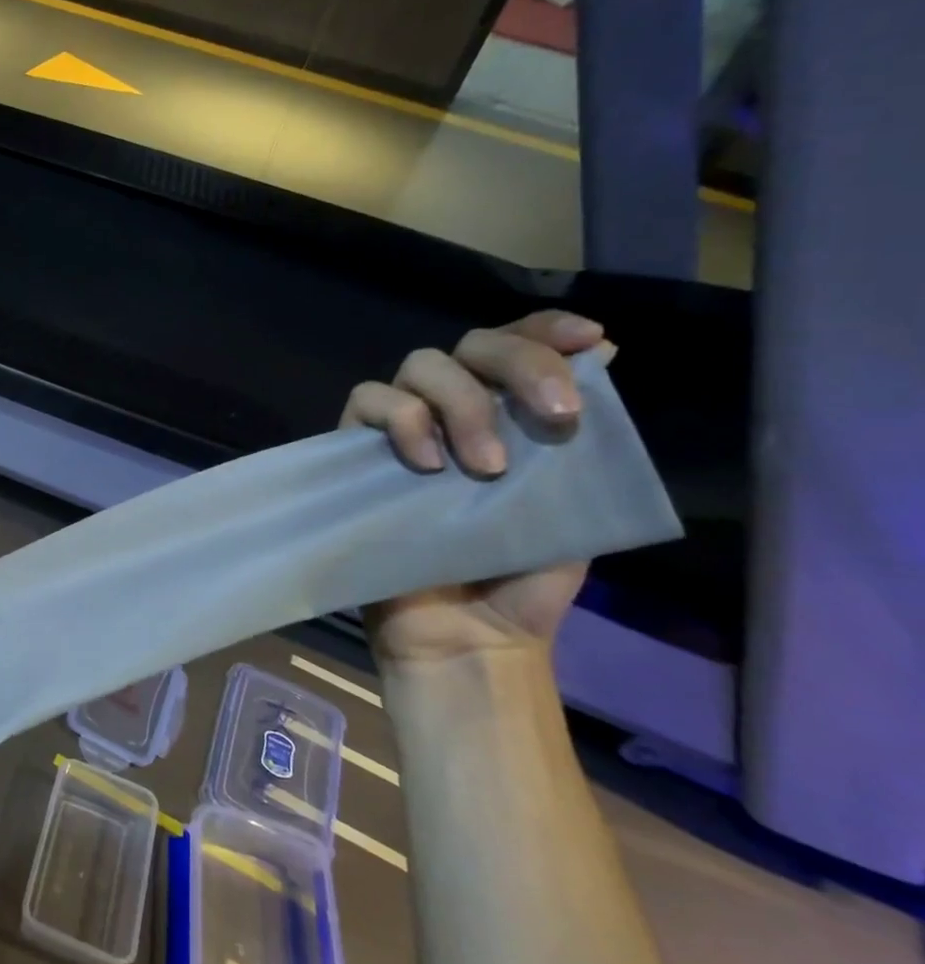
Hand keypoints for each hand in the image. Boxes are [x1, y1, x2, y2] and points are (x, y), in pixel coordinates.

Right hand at [341, 311, 612, 663]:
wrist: (465, 633)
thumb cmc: (524, 577)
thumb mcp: (577, 504)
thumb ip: (584, 441)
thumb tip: (604, 356)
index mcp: (509, 418)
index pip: (519, 346)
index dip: (546, 330)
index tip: (585, 340)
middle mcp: (454, 411)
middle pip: (472, 345)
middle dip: (517, 366)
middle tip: (554, 419)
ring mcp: (403, 429)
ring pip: (419, 365)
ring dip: (460, 402)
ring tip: (486, 467)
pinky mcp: (359, 451)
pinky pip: (367, 401)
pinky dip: (400, 419)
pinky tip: (425, 463)